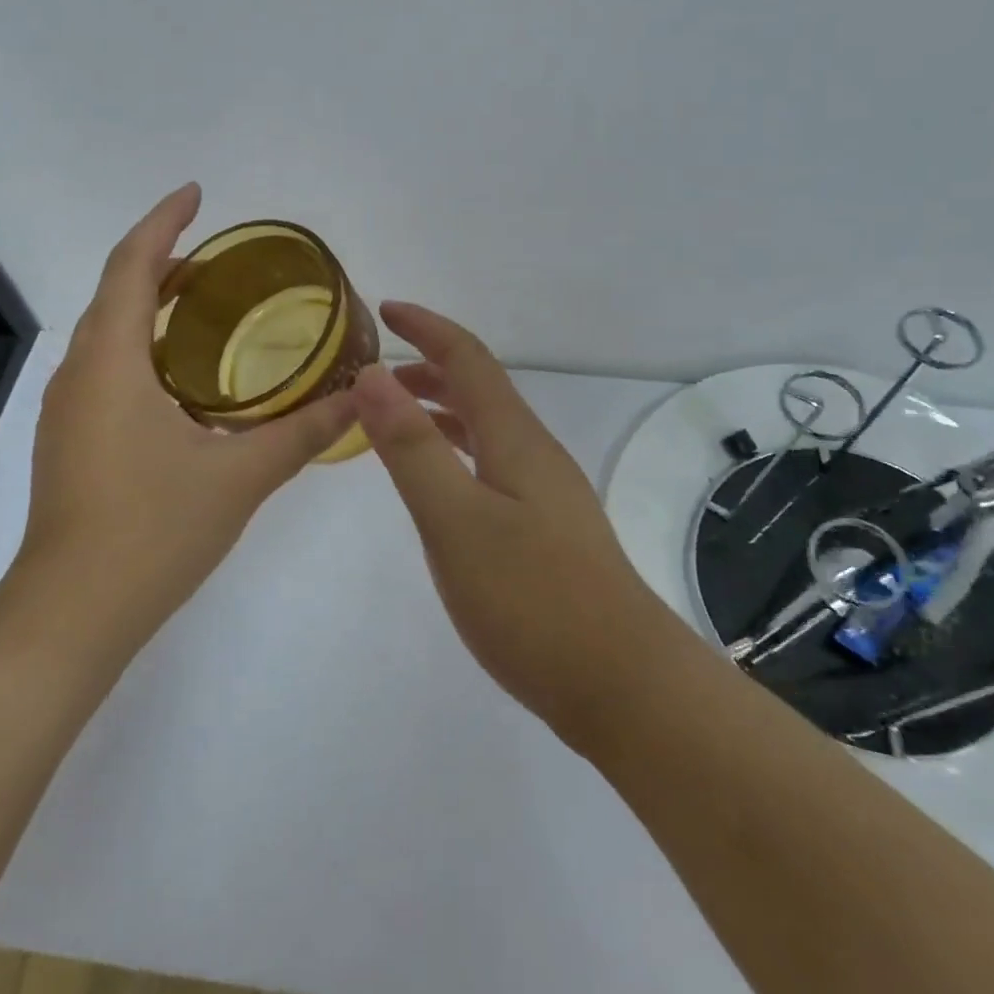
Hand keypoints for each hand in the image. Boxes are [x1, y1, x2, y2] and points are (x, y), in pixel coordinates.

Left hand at [10, 184, 356, 646]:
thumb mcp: (240, 477)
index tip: (197, 193)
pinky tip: (184, 383)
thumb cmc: (153, 532)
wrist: (73, 613)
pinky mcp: (71, 442)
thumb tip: (361, 399)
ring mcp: (69, 412)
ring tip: (208, 309)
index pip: (133, 267)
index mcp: (112, 364)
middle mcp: (80, 375)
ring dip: (152, 308)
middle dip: (164, 263)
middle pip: (117, 294)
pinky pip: (108, 371)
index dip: (163, 222)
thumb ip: (304, 433)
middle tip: (221, 261)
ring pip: (109, 335)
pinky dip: (144, 351)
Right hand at [350, 303, 683, 747]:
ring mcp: (546, 494)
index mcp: (515, 438)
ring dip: (441, 412)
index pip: (468, 359)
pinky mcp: (547, 531)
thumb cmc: (531, 597)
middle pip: (480, 390)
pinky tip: (441, 485)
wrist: (621, 682)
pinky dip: (456, 454)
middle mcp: (535, 454)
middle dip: (428, 369)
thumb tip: (373, 374)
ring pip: (487, 430)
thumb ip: (411, 447)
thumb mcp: (455, 519)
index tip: (384, 310)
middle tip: (375, 374)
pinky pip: (492, 467)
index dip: (427, 328)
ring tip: (395, 420)